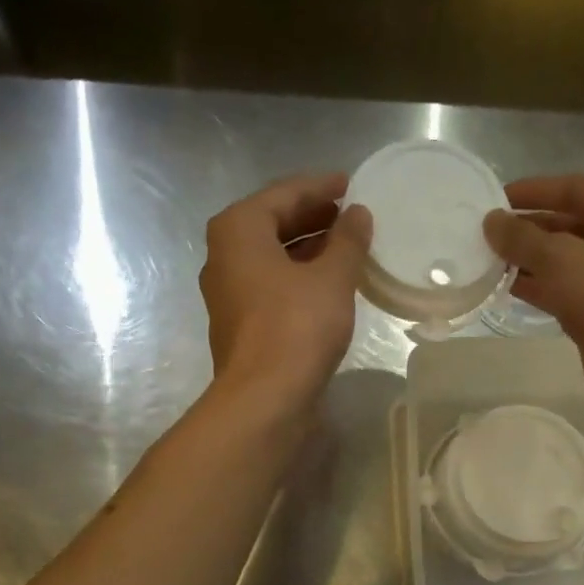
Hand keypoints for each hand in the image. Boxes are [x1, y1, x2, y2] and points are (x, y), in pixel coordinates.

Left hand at [201, 173, 371, 411]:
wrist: (265, 399)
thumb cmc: (297, 328)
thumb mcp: (332, 278)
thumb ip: (348, 241)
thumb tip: (358, 215)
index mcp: (238, 230)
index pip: (283, 194)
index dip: (320, 187)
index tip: (349, 184)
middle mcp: (224, 256)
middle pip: (273, 224)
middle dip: (313, 218)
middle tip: (350, 215)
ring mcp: (229, 294)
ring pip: (273, 258)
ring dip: (308, 250)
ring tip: (347, 249)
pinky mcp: (241, 325)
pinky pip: (273, 286)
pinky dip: (299, 278)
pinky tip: (329, 286)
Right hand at [484, 175, 583, 423]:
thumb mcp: (559, 259)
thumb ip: (521, 238)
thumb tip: (491, 222)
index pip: (573, 187)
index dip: (533, 191)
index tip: (495, 200)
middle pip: (566, 224)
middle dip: (526, 229)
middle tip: (485, 235)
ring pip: (562, 260)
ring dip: (527, 260)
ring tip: (486, 261)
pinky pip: (562, 289)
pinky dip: (536, 287)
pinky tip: (504, 288)